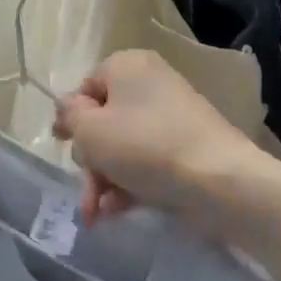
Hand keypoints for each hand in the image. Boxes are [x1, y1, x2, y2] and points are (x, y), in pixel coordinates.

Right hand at [52, 50, 262, 224]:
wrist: (219, 180)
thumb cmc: (145, 146)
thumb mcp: (90, 130)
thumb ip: (70, 115)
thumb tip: (69, 108)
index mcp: (128, 66)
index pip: (86, 86)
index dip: (71, 117)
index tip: (60, 144)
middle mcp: (151, 84)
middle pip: (103, 120)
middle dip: (89, 160)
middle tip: (86, 188)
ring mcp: (172, 117)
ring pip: (123, 147)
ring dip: (104, 180)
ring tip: (97, 215)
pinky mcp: (187, 148)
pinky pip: (146, 161)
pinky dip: (129, 184)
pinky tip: (117, 212)